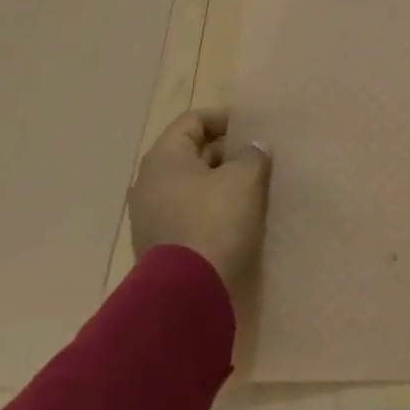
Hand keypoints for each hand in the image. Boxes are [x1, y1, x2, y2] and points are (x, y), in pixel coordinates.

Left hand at [127, 106, 271, 289]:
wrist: (187, 290)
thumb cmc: (214, 220)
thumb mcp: (244, 180)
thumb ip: (252, 156)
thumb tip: (254, 147)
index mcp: (164, 158)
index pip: (193, 121)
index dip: (224, 119)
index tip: (253, 127)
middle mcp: (150, 182)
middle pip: (191, 153)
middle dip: (226, 152)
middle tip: (259, 157)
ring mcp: (152, 215)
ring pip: (192, 185)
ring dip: (221, 182)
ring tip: (254, 186)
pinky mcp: (161, 243)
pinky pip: (190, 212)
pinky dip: (212, 207)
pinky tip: (239, 216)